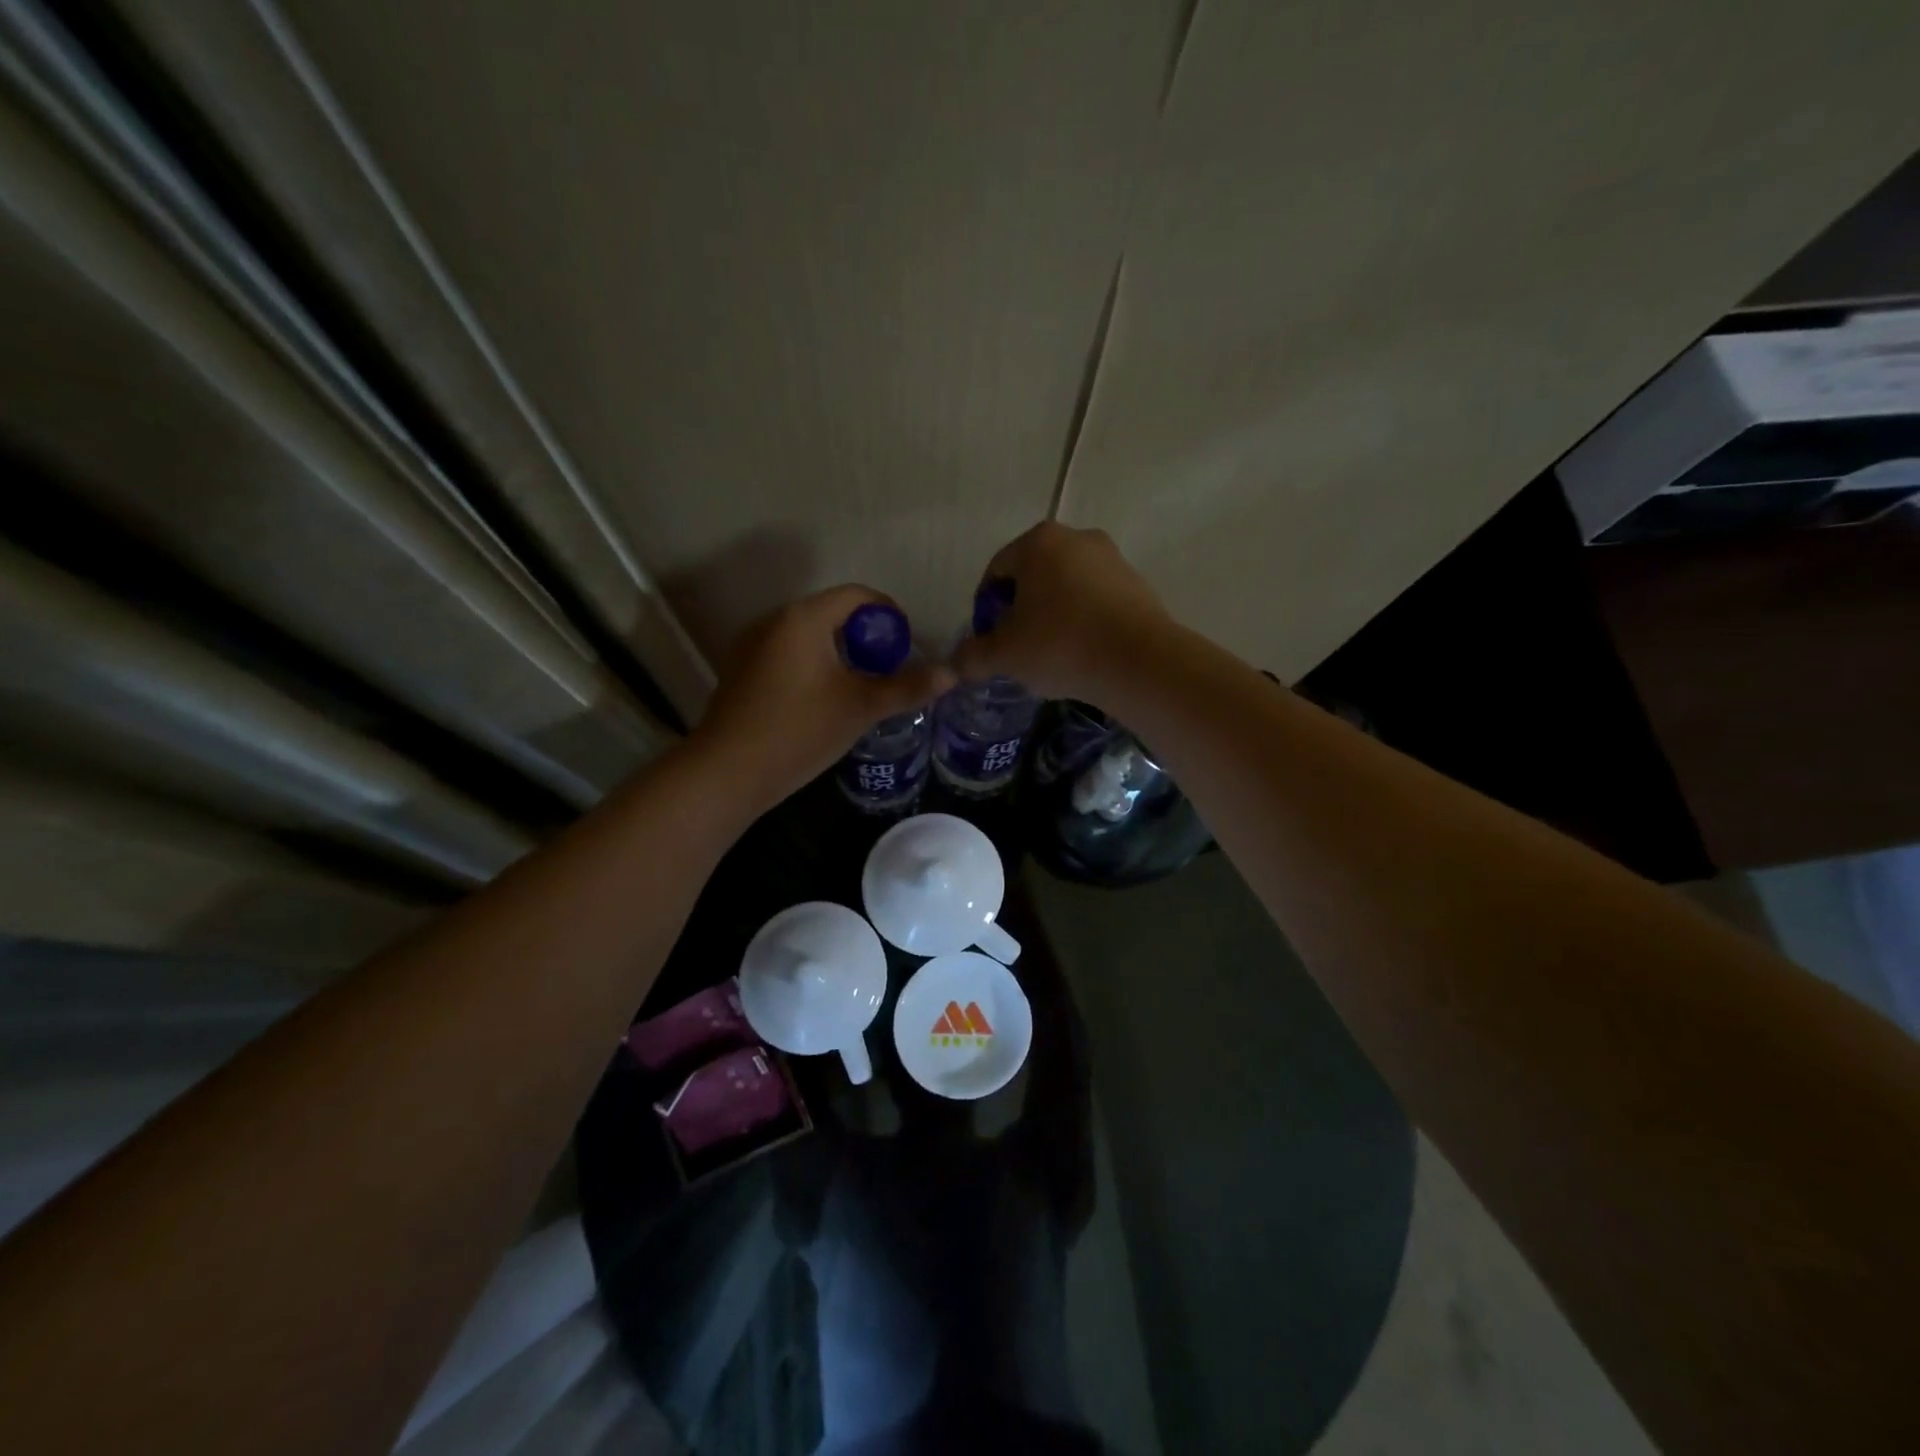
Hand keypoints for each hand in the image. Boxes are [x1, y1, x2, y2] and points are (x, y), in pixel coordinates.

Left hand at [690, 585, 955, 807]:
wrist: (727, 772)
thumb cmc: (799, 731)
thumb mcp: (860, 708)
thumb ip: (906, 687)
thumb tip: (951, 674)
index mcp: (803, 618)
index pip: (857, 595)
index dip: (889, 614)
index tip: (907, 645)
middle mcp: (774, 620)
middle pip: (832, 613)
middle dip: (866, 637)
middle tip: (889, 670)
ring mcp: (752, 645)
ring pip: (809, 635)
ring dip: (840, 652)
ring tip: (861, 687)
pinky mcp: (741, 670)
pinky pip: (788, 653)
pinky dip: (814, 665)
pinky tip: (823, 700)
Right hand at [953, 523, 1170, 701]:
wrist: (1138, 662)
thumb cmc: (1060, 645)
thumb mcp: (1004, 655)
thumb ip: (972, 656)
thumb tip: (955, 664)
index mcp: (1037, 542)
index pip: (995, 572)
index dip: (985, 609)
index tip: (989, 641)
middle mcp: (1076, 538)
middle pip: (1033, 577)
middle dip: (1020, 610)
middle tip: (1017, 649)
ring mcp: (1112, 559)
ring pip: (1066, 588)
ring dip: (1053, 616)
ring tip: (1051, 655)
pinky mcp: (1137, 584)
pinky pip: (1096, 601)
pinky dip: (1083, 621)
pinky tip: (1083, 653)